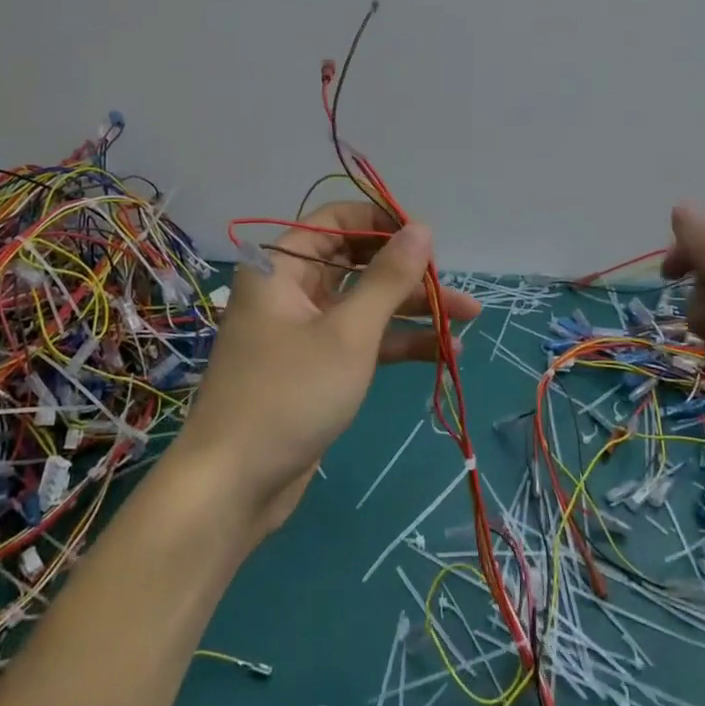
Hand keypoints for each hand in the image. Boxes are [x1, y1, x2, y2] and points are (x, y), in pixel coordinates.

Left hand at [173, 202, 482, 537]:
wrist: (234, 486)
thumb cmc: (289, 394)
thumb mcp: (348, 333)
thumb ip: (387, 278)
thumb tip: (421, 228)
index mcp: (282, 266)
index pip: (336, 220)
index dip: (382, 221)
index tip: (427, 236)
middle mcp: (291, 290)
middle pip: (356, 262)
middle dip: (407, 271)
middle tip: (451, 280)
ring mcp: (305, 330)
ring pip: (365, 303)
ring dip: (413, 308)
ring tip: (469, 314)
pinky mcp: (317, 368)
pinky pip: (362, 340)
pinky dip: (399, 342)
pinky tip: (445, 349)